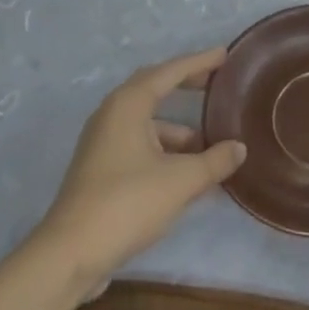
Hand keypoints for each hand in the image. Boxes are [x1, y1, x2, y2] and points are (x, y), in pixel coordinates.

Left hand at [38, 48, 245, 288]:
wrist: (69, 255)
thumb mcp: (181, 181)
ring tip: (210, 143)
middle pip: (154, 89)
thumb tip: (239, 148)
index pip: (169, 72)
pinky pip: (139, 144)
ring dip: (177, 128)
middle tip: (215, 85)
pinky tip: (185, 170)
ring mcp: (102, 143)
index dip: (199, 62)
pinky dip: (164, 148)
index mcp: (128, 105)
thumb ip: (215, 161)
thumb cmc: (127, 203)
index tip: (224, 55)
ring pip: (147, 122)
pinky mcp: (100, 169)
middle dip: (185, 86)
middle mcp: (112, 115)